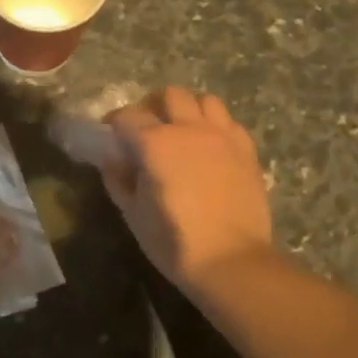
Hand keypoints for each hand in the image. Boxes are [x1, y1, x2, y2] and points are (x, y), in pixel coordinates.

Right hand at [96, 87, 275, 295]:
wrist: (231, 261)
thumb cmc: (174, 241)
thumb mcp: (133, 214)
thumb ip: (118, 180)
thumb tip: (112, 160)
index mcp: (156, 143)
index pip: (127, 117)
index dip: (114, 124)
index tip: (110, 137)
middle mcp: (190, 129)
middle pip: (170, 95)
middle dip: (153, 106)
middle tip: (147, 129)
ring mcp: (223, 136)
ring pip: (205, 101)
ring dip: (189, 110)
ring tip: (182, 133)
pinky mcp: (247, 151)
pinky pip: (229, 123)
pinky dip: (216, 127)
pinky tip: (210, 149)